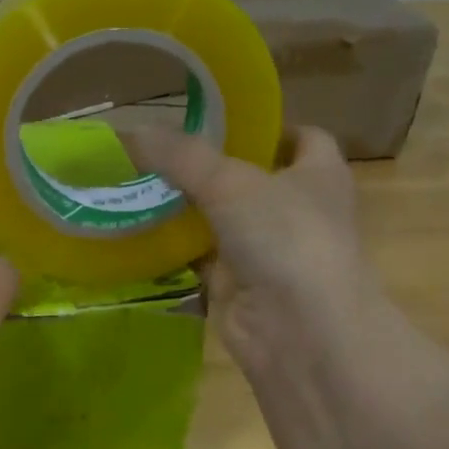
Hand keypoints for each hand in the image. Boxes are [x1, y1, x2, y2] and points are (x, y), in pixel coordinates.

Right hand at [123, 126, 380, 379]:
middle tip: (160, 151)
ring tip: (138, 184)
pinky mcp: (237, 285)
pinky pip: (200, 258)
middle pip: (251, 179)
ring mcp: (268, 251)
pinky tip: (139, 232)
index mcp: (319, 174)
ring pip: (221, 220)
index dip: (267, 127)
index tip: (220, 119)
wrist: (299, 329)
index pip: (302, 138)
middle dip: (210, 167)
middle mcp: (298, 210)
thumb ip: (181, 156)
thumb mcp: (229, 182)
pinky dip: (174, 248)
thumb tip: (129, 131)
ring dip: (186, 208)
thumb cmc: (285, 237)